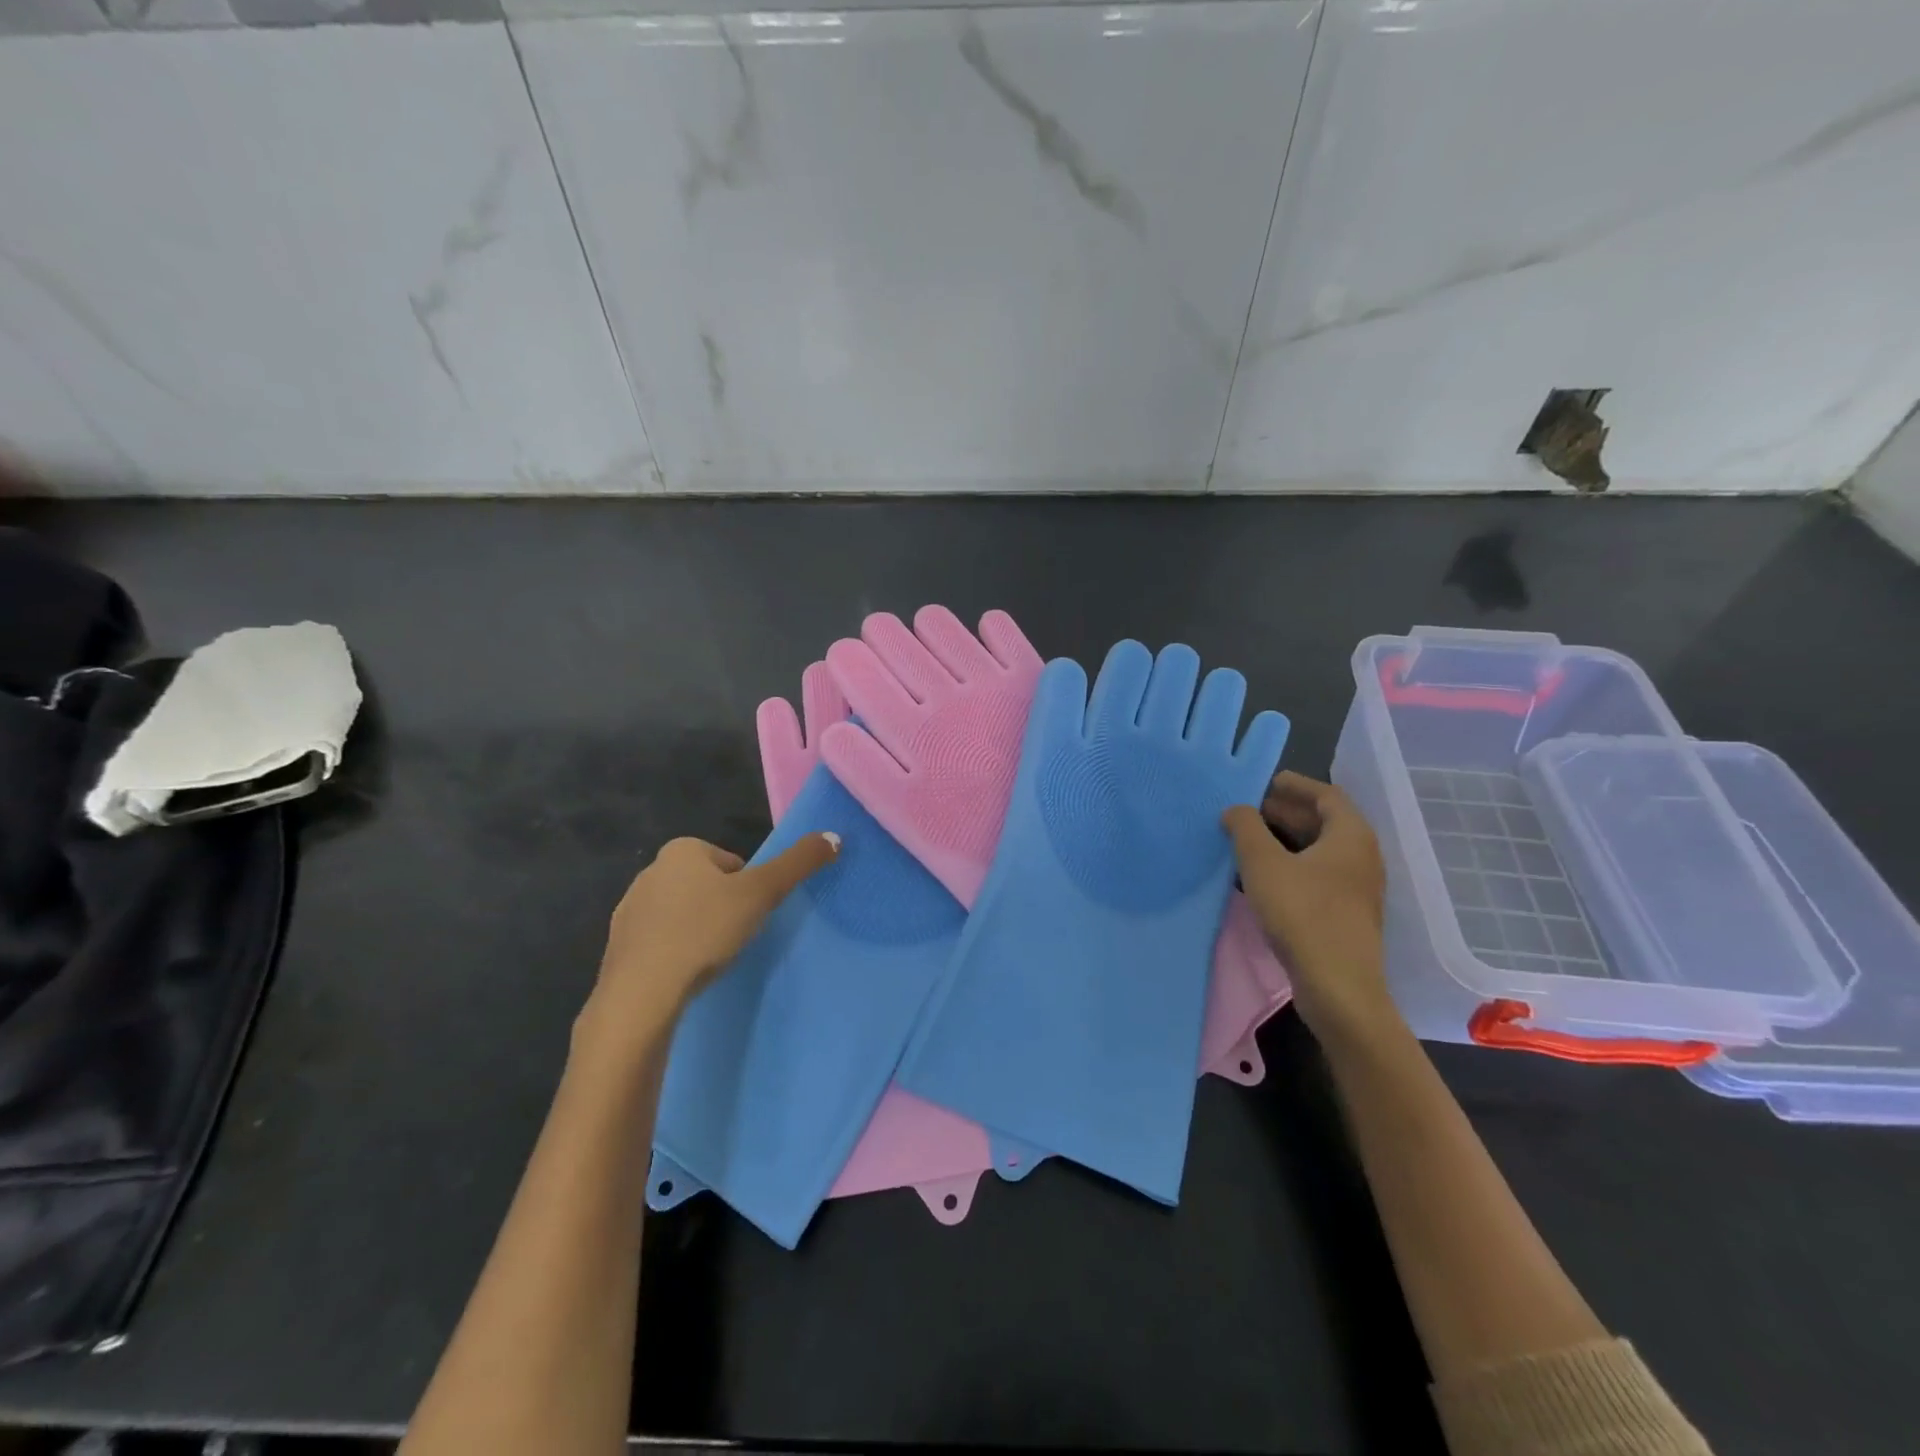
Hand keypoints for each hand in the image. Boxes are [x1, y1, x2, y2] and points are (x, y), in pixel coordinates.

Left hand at [580, 833, 838, 1051]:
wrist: (642, 993)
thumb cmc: (704, 931)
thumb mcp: (761, 893)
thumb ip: (798, 863)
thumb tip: (835, 836)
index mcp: (681, 850)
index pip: (731, 862)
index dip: (748, 888)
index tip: (749, 915)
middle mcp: (651, 871)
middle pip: (707, 885)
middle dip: (722, 907)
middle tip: (734, 937)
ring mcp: (629, 909)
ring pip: (682, 913)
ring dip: (698, 930)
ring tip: (711, 959)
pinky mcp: (617, 946)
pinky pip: (659, 941)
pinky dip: (675, 952)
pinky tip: (684, 974)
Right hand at [1222, 772, 1396, 1047]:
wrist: (1338, 987)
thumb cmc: (1302, 914)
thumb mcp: (1263, 864)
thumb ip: (1245, 828)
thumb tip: (1236, 809)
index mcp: (1351, 835)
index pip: (1326, 794)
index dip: (1294, 785)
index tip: (1264, 782)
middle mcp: (1361, 856)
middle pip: (1324, 821)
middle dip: (1285, 812)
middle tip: (1247, 810)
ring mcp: (1357, 888)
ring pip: (1319, 851)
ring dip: (1286, 840)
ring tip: (1248, 839)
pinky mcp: (1347, 914)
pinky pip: (1318, 875)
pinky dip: (1292, 865)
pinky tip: (1262, 877)